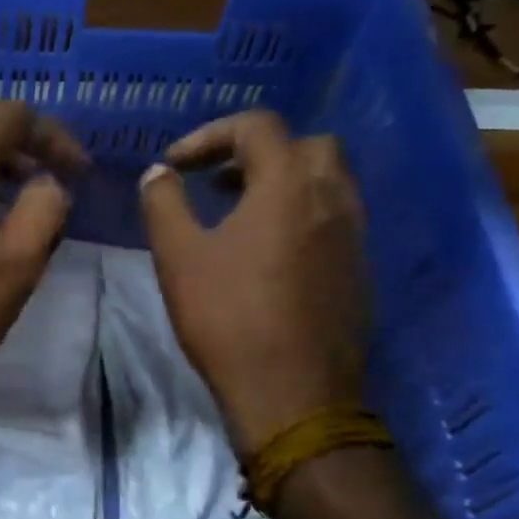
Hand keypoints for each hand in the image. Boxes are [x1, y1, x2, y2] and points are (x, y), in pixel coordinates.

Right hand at [140, 110, 368, 455]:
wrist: (292, 392)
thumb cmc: (228, 317)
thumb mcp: (179, 257)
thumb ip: (164, 204)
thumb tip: (159, 173)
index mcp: (288, 185)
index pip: (257, 127)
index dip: (210, 135)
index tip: (176, 165)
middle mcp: (332, 198)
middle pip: (304, 145)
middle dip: (257, 151)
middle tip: (217, 179)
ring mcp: (354, 234)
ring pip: (326, 180)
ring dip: (282, 181)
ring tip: (239, 211)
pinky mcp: (359, 268)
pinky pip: (334, 217)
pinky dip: (301, 213)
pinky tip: (268, 251)